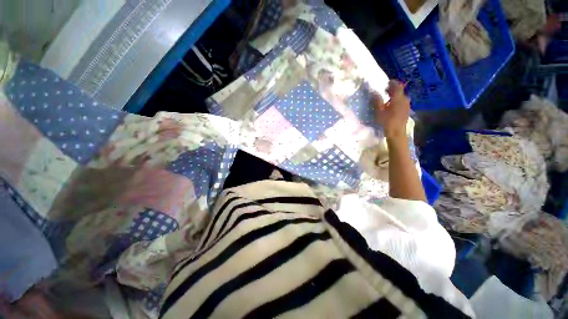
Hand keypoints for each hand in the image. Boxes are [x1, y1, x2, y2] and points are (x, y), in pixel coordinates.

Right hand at [373, 80, 409, 138]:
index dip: (393, 83)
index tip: (387, 81)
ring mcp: (406, 105)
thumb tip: (375, 93)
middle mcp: (404, 100)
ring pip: (401, 96)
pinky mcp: (406, 110)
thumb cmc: (386, 122)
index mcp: (398, 98)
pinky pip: (402, 101)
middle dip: (393, 89)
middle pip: (400, 91)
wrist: (396, 132)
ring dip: (395, 95)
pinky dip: (397, 100)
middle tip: (385, 89)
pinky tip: (391, 104)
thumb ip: (377, 101)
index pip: (397, 86)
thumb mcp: (379, 111)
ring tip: (387, 97)